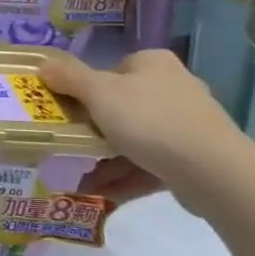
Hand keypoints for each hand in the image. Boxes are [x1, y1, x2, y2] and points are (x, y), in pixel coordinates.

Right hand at [35, 48, 253, 209]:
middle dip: (94, 130)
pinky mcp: (195, 158)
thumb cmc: (149, 120)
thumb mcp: (99, 93)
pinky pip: (151, 164)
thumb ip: (69, 77)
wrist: (212, 170)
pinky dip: (126, 176)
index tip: (69, 111)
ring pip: (135, 138)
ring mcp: (188, 124)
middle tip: (69, 145)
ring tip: (80, 177)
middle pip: (122, 106)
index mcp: (153, 64)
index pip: (113, 70)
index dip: (88, 89)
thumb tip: (42, 63)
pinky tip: (102, 193)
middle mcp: (174, 87)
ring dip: (106, 158)